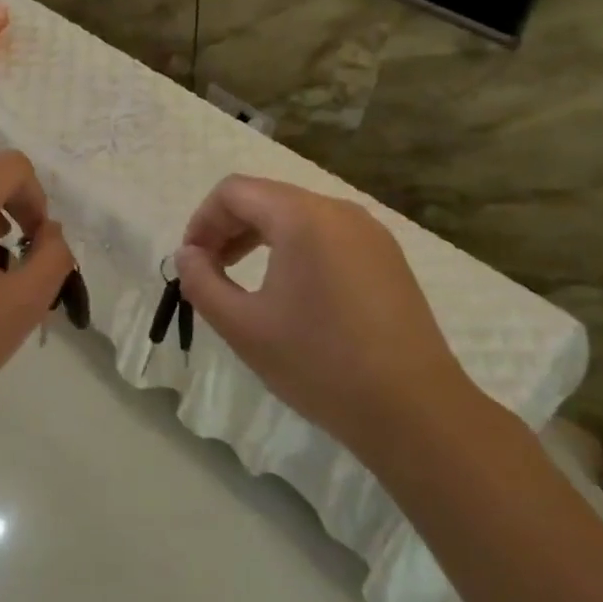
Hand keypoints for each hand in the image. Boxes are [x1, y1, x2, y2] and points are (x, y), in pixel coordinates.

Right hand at [175, 175, 469, 457]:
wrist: (414, 410)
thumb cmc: (319, 363)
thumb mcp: (243, 326)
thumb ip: (202, 282)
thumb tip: (188, 256)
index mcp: (302, 216)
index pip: (234, 191)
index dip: (202, 221)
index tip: (190, 262)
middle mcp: (338, 210)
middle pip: (266, 198)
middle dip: (228, 228)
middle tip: (210, 271)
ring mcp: (370, 233)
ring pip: (298, 216)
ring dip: (260, 238)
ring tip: (243, 281)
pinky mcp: (387, 258)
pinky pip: (328, 236)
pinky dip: (295, 249)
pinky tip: (292, 293)